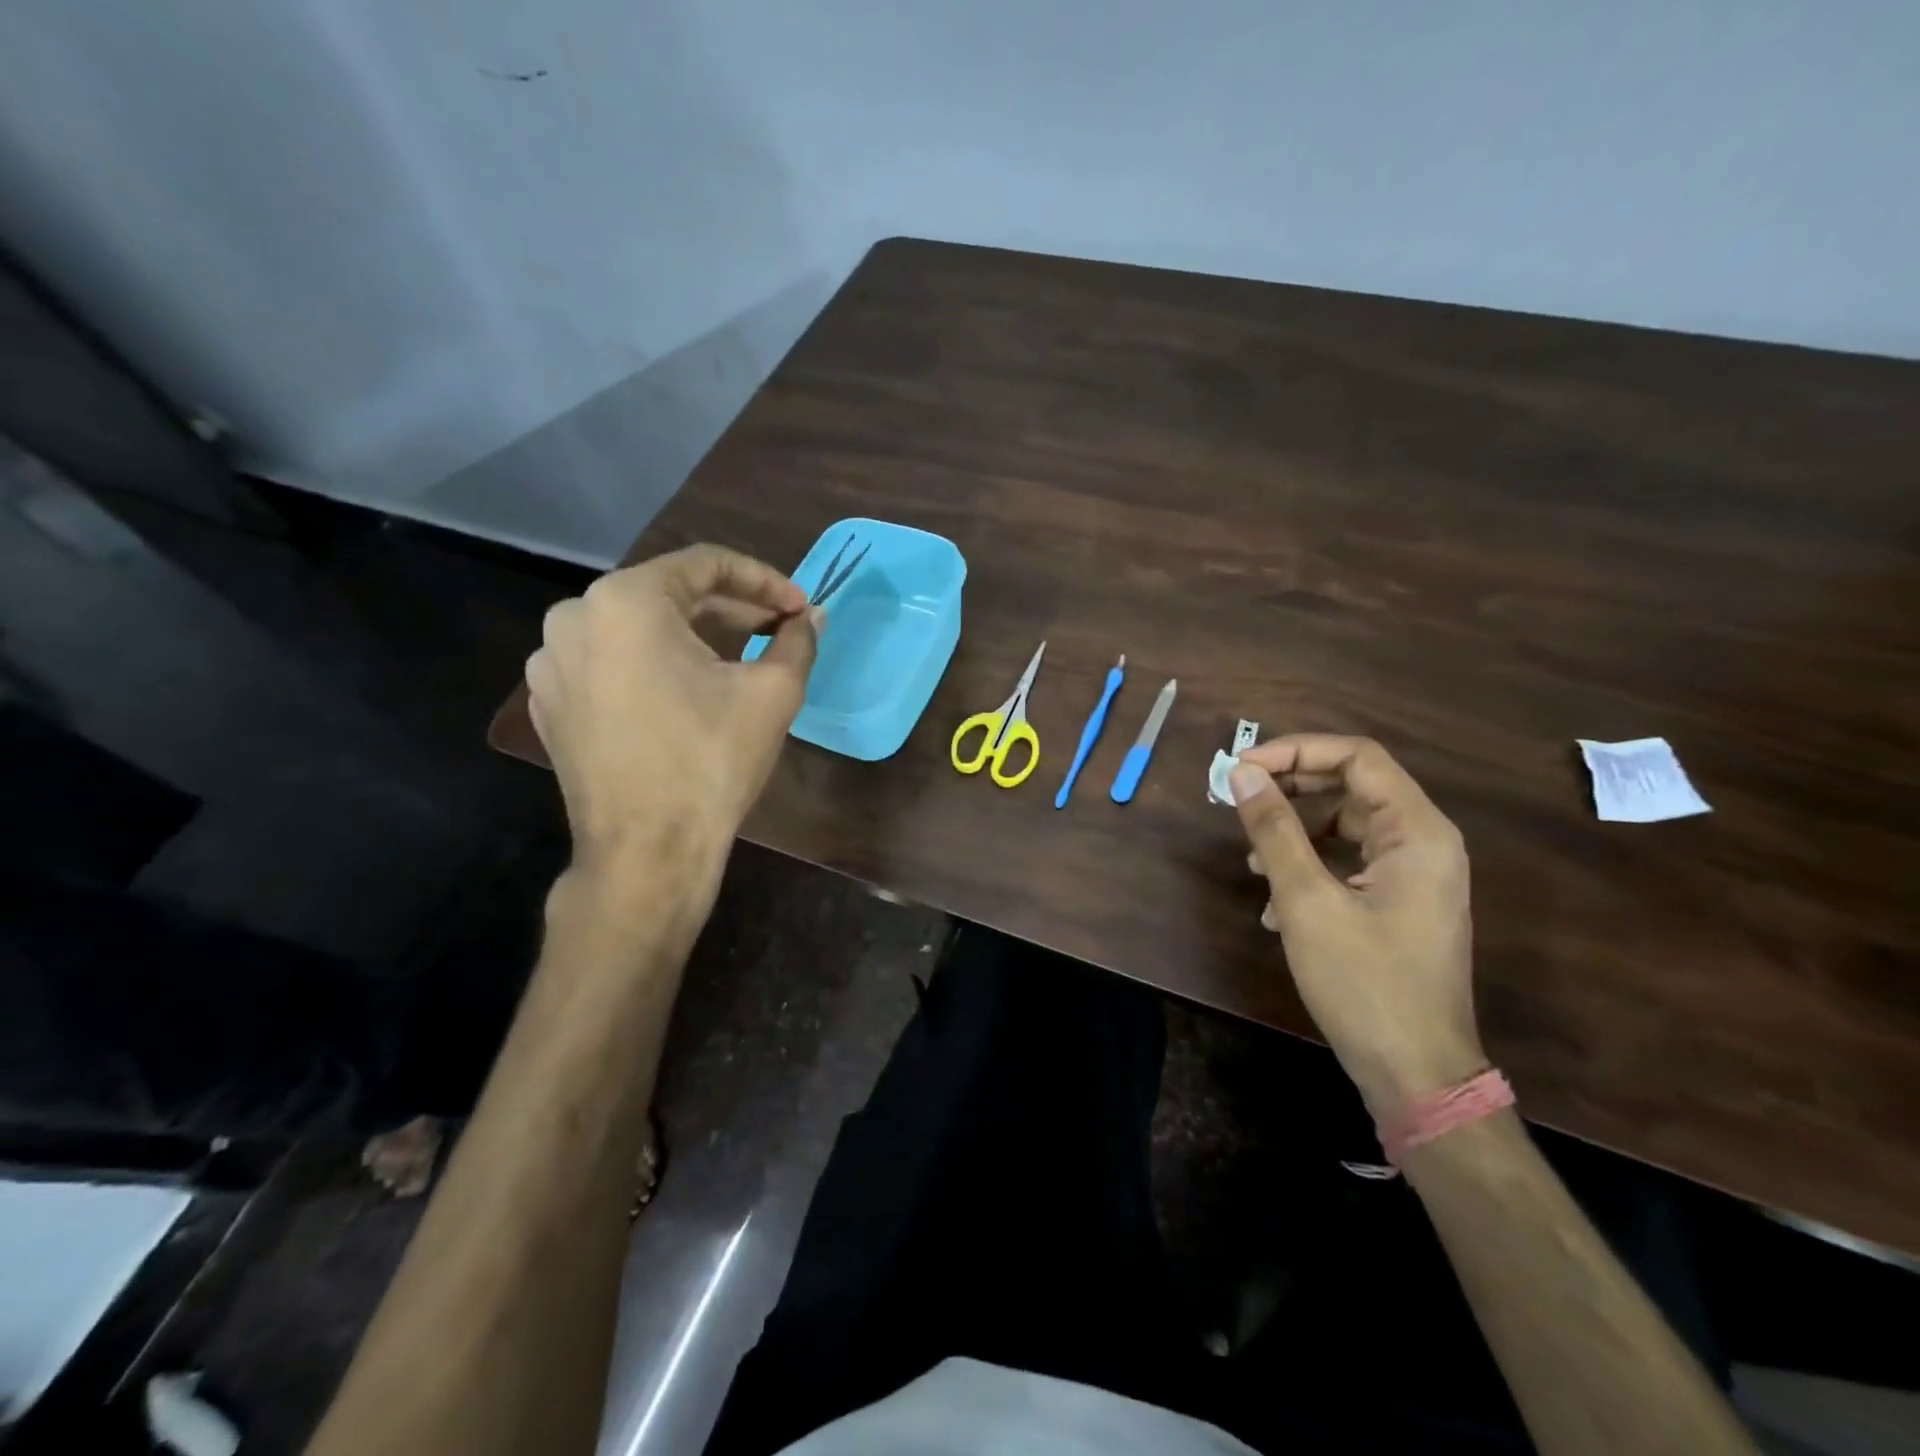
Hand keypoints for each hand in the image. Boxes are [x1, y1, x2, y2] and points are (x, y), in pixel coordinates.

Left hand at [525, 545, 817, 916]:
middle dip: (731, 608)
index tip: (800, 607)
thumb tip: (811, 618)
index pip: (705, 564)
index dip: (764, 580)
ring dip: (692, 636)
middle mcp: (573, 617)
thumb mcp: (772, 693)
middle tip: (778, 630)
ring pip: (636, 629)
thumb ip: (797, 641)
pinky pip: (610, 663)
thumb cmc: (711, 761)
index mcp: (625, 600)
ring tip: (738, 660)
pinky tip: (688, 693)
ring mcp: (551, 663)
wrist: (647, 852)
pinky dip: (653, 665)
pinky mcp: (549, 703)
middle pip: (667, 594)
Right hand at [1229, 736, 1482, 1117]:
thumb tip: (1241, 774)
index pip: (1357, 757)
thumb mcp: (1306, 900)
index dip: (1295, 752)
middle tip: (1238, 802)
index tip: (1242, 769)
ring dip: (1293, 833)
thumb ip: (1273, 830)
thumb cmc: (1364, 982)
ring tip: (1252, 861)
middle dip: (1290, 790)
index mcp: (1417, 832)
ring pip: (1345, 825)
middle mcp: (1424, 843)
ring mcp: (1414, 875)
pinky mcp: (1399, 903)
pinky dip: (1308, 868)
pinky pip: (1349, 862)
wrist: (1415, 1075)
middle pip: (1351, 786)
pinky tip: (1274, 905)